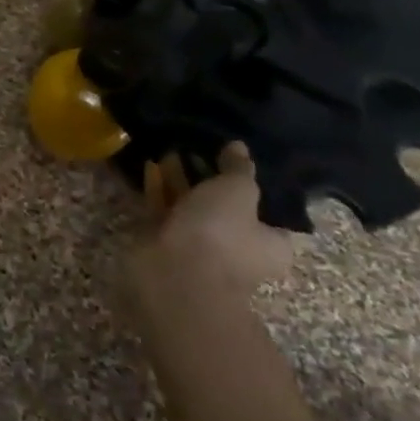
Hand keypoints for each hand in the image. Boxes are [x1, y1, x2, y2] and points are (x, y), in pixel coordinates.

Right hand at [124, 144, 294, 310]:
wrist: (173, 274)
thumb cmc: (220, 234)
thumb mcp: (238, 191)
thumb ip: (239, 168)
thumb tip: (239, 147)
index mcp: (269, 244)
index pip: (266, 209)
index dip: (251, 181)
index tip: (233, 155)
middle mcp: (236, 249)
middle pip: (224, 206)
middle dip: (208, 177)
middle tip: (197, 146)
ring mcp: (198, 248)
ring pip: (190, 207)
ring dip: (180, 180)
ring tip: (170, 147)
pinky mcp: (165, 244)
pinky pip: (164, 210)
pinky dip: (158, 189)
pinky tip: (150, 164)